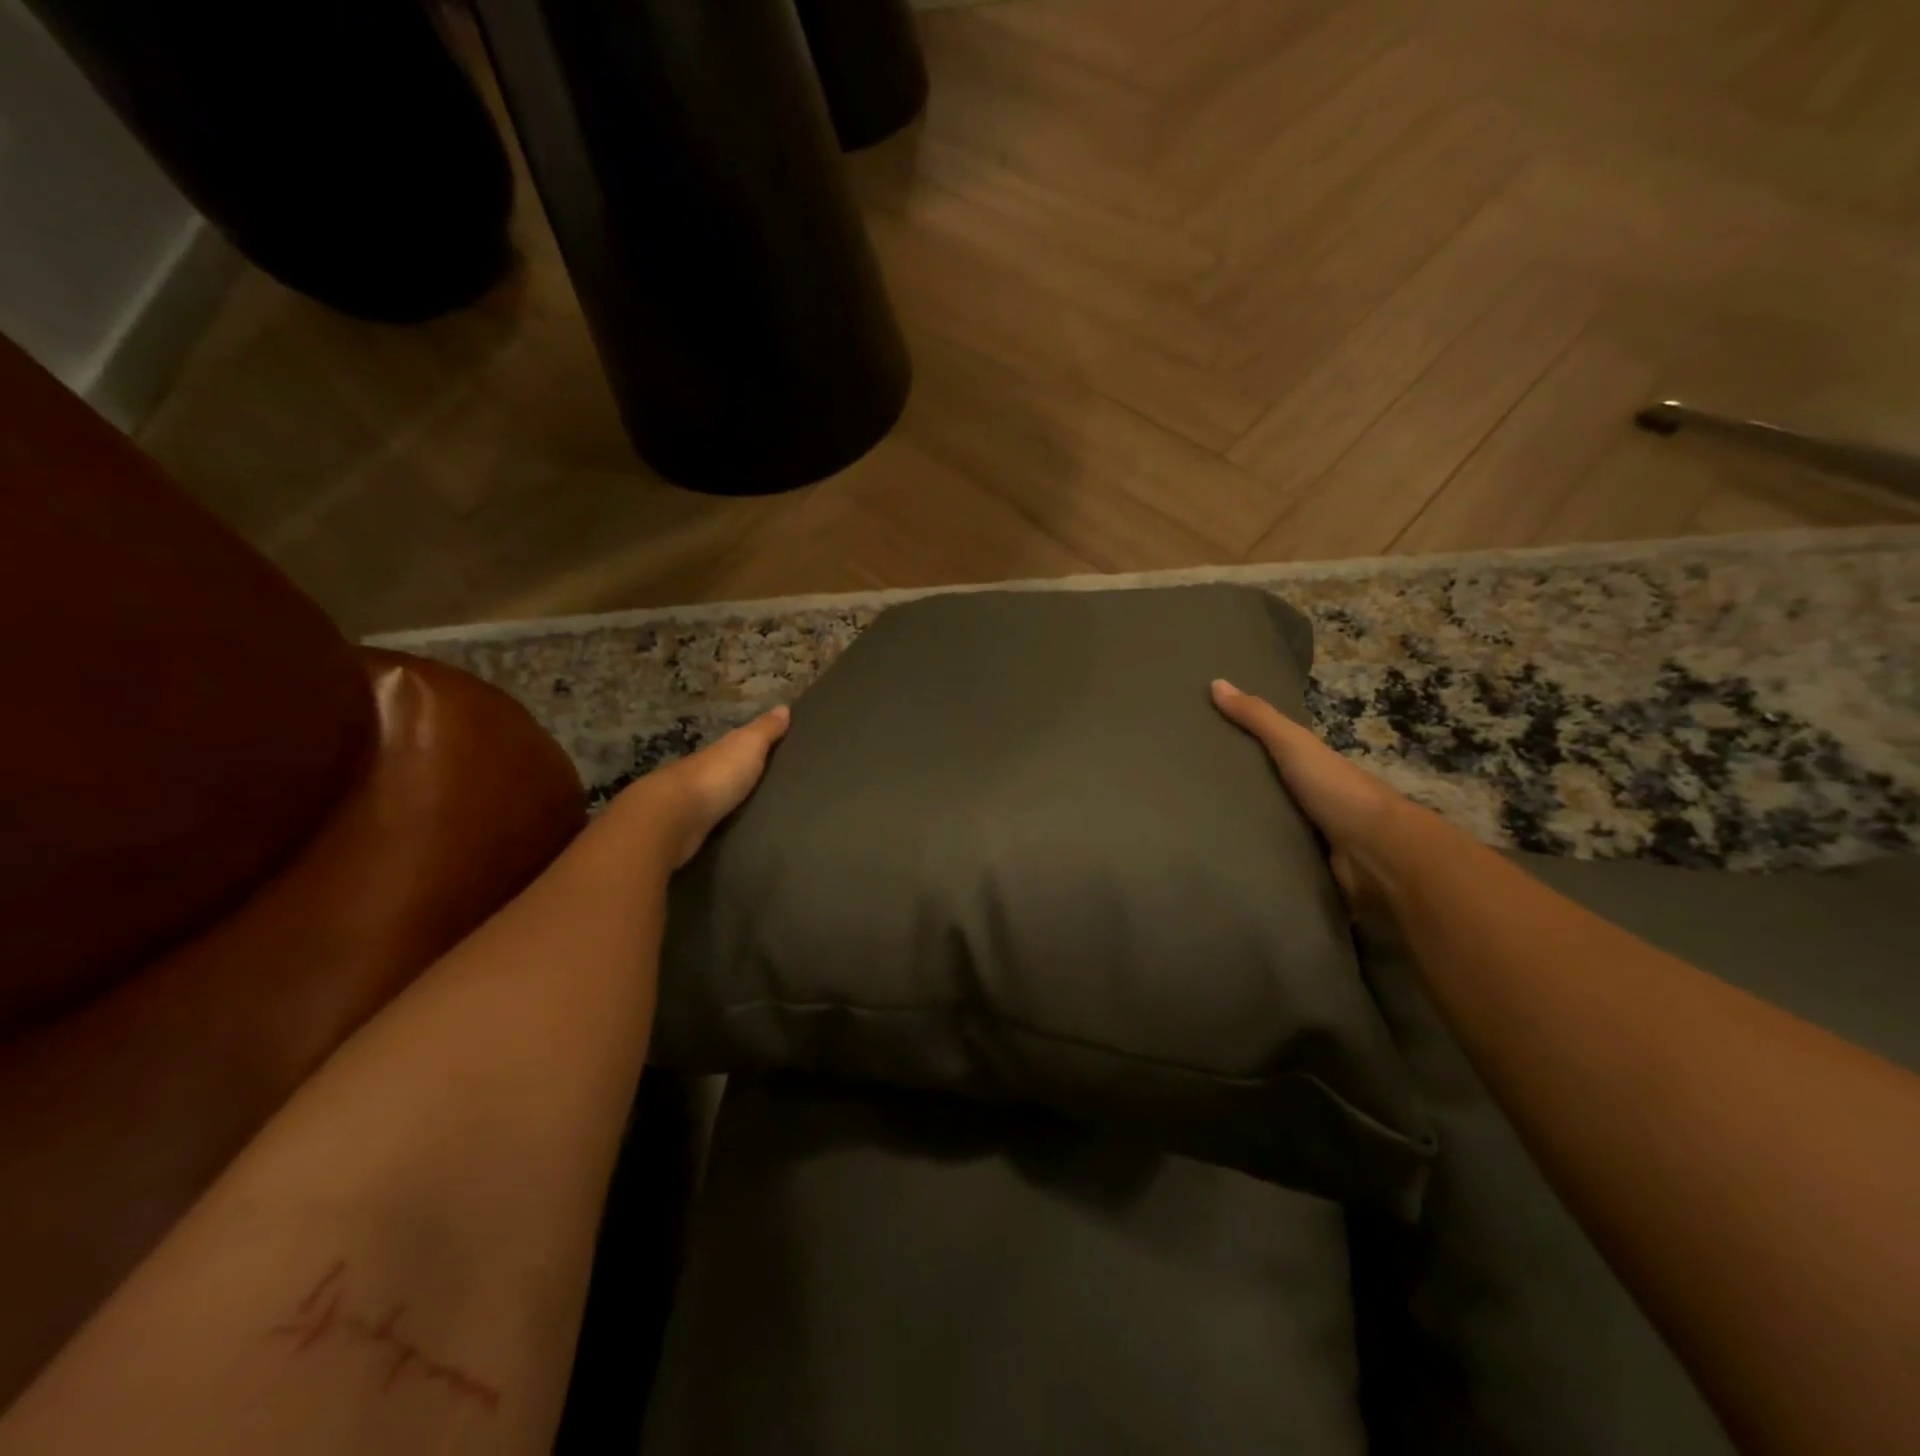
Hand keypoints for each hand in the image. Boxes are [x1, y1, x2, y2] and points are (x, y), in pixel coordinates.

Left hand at [611, 706, 790, 867]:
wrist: (674, 817)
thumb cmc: (716, 775)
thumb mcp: (748, 745)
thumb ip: (765, 730)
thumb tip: (783, 706)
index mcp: (718, 752)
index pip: (739, 746)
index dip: (756, 748)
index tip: (780, 753)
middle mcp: (702, 774)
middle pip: (727, 773)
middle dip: (745, 778)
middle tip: (776, 788)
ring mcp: (692, 805)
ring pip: (718, 800)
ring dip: (732, 804)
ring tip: (763, 814)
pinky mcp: (688, 832)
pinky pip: (712, 824)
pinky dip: (722, 824)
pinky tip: (737, 832)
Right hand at [1211, 679, 1431, 911]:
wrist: (1378, 852)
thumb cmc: (1336, 789)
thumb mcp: (1293, 744)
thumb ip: (1258, 718)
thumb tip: (1216, 682)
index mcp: (1312, 766)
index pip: (1274, 750)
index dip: (1244, 745)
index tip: (1204, 745)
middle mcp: (1314, 798)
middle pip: (1270, 789)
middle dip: (1238, 791)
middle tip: (1189, 791)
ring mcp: (1313, 835)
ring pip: (1271, 826)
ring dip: (1245, 828)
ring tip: (1196, 828)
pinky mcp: (1308, 867)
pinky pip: (1276, 859)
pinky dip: (1256, 859)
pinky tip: (1223, 860)